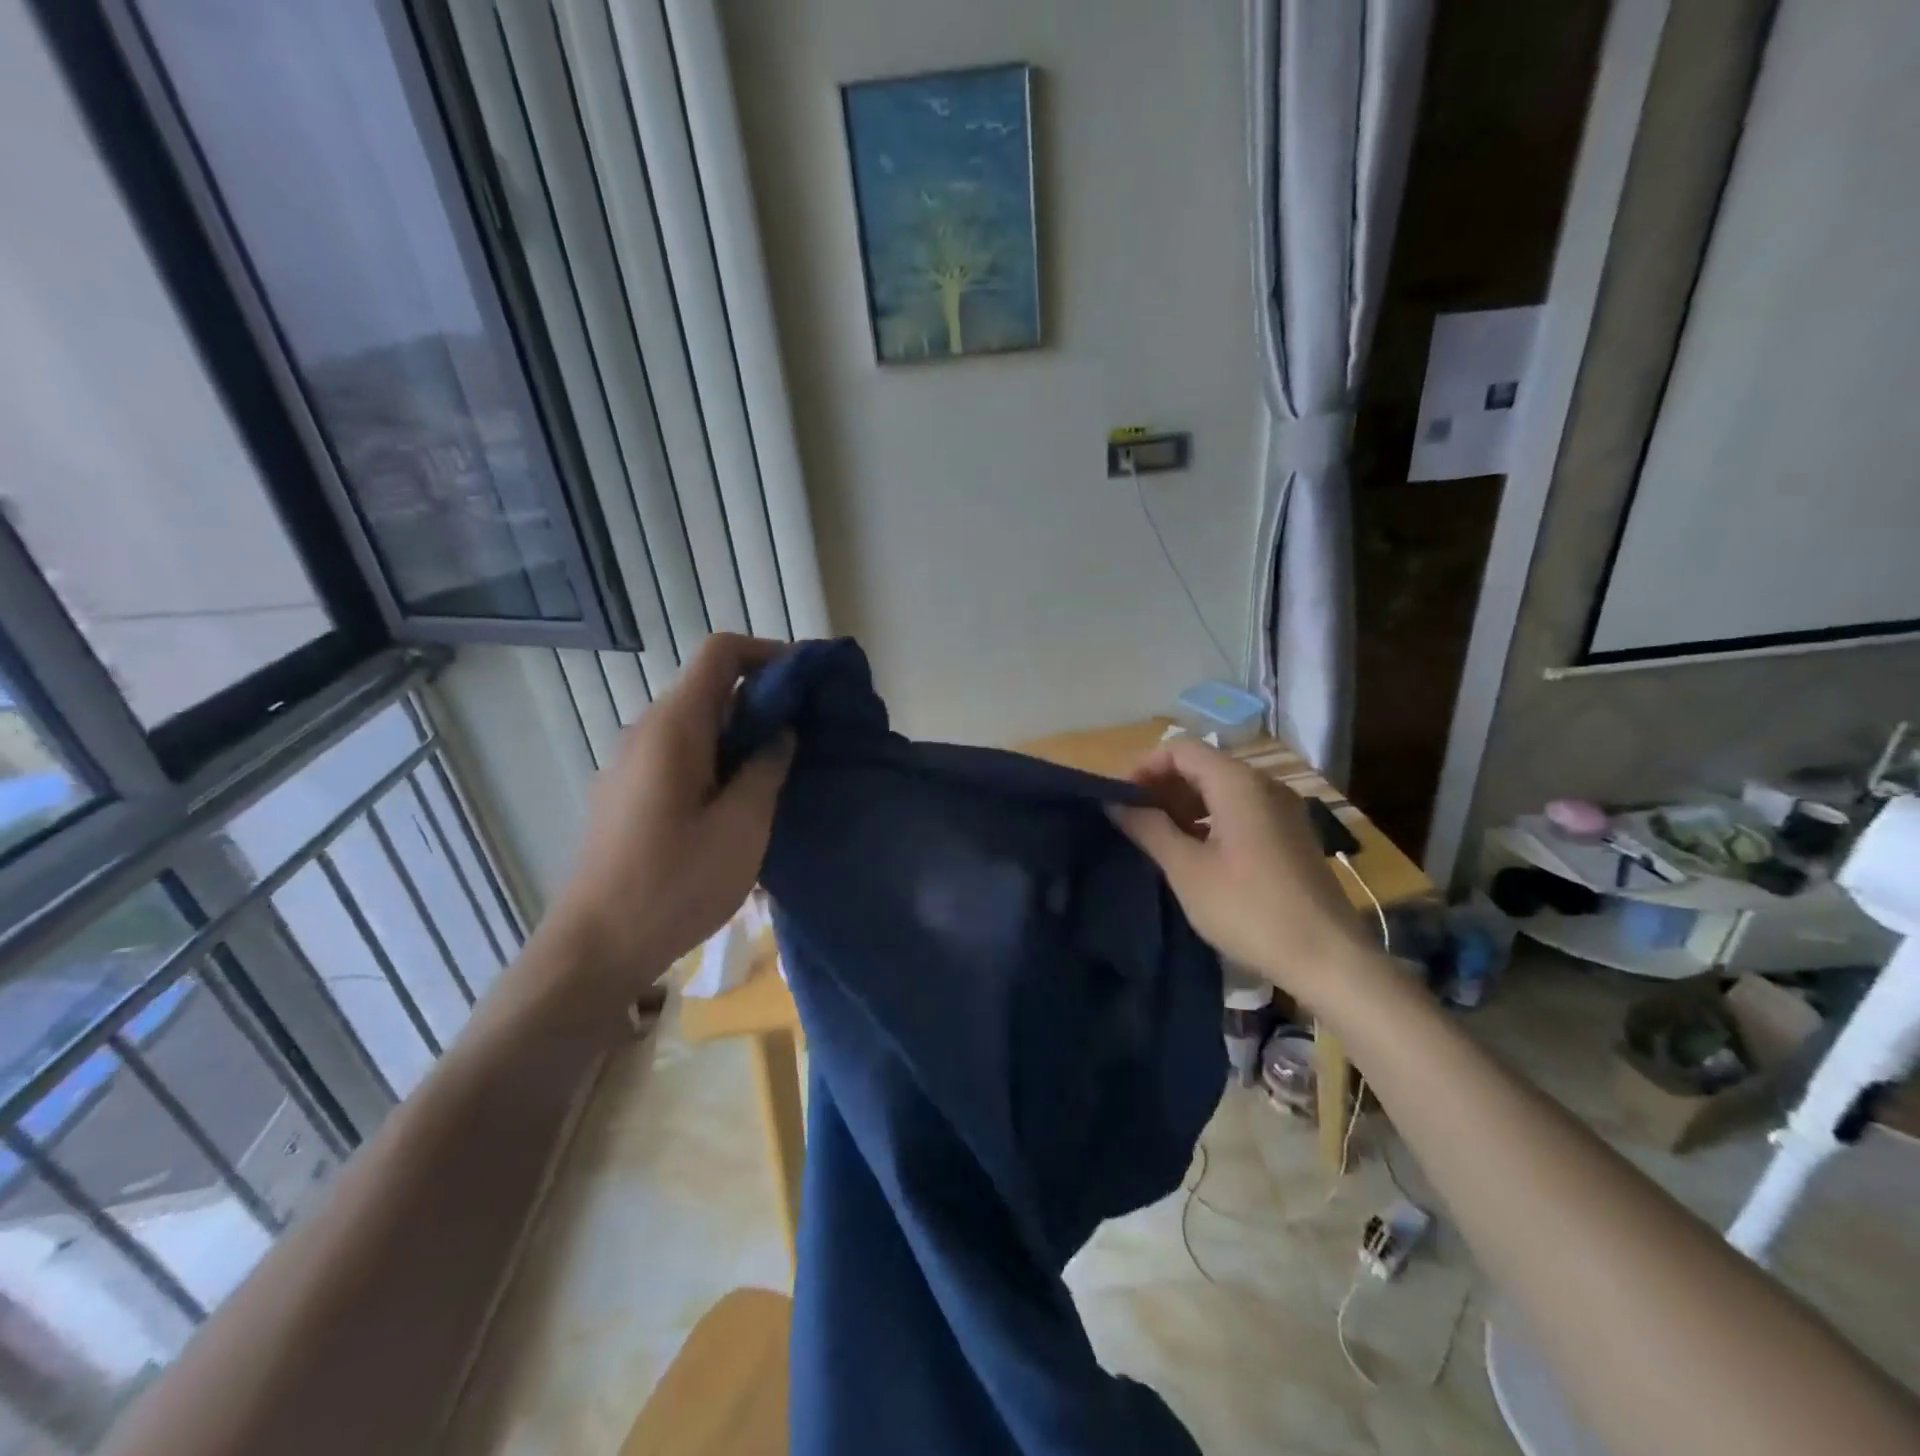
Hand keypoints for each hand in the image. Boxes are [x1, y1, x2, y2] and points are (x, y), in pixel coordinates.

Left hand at [542, 633, 793, 1011]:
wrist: (593, 949)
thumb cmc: (673, 884)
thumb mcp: (741, 827)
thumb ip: (767, 769)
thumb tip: (781, 732)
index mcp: (673, 727)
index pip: (721, 652)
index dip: (770, 653)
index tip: (808, 684)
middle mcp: (645, 731)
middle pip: (710, 688)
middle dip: (763, 700)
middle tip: (807, 736)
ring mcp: (629, 763)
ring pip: (696, 725)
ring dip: (742, 735)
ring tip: (781, 773)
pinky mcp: (626, 794)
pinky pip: (679, 756)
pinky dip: (717, 760)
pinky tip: (739, 806)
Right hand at [1110, 738, 1375, 1007]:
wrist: (1327, 958)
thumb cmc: (1248, 909)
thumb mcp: (1187, 869)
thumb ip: (1148, 828)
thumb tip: (1115, 803)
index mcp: (1238, 783)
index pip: (1180, 749)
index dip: (1144, 767)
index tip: (1121, 801)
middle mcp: (1264, 785)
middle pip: (1202, 766)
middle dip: (1162, 787)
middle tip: (1133, 821)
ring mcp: (1282, 810)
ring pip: (1222, 789)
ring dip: (1184, 805)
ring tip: (1158, 839)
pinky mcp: (1291, 835)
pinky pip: (1241, 810)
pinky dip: (1210, 820)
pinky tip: (1194, 853)